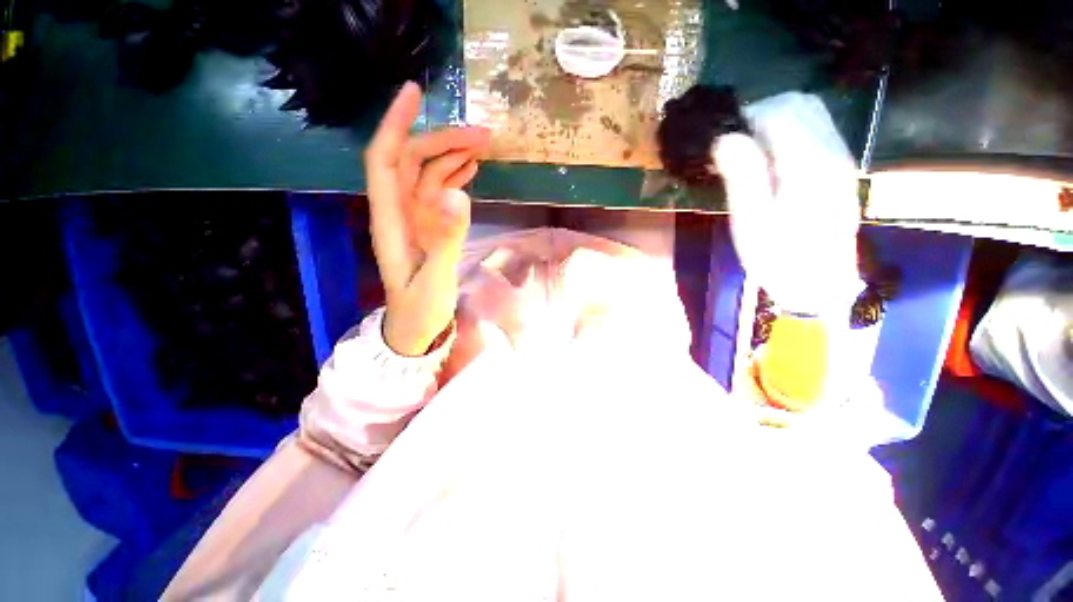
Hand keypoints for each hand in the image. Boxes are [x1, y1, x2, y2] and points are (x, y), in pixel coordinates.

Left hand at [364, 82, 490, 354]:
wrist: (416, 328)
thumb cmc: (420, 309)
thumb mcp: (435, 278)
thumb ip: (446, 238)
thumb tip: (458, 192)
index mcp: (391, 221)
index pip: (385, 160)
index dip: (396, 124)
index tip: (415, 92)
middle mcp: (400, 212)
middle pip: (414, 162)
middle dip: (443, 141)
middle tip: (483, 136)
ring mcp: (417, 219)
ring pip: (429, 175)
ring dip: (453, 156)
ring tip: (484, 146)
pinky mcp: (431, 228)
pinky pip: (440, 193)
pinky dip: (455, 176)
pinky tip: (471, 169)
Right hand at [715, 93, 861, 314]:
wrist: (819, 285)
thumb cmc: (777, 257)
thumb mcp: (750, 222)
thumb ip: (742, 176)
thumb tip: (725, 137)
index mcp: (807, 166)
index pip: (779, 112)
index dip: (746, 117)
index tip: (722, 140)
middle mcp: (832, 152)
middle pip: (799, 103)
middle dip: (761, 112)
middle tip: (734, 143)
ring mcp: (841, 158)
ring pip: (811, 111)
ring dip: (776, 119)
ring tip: (749, 148)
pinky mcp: (840, 167)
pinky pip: (817, 128)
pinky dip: (789, 130)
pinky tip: (770, 156)